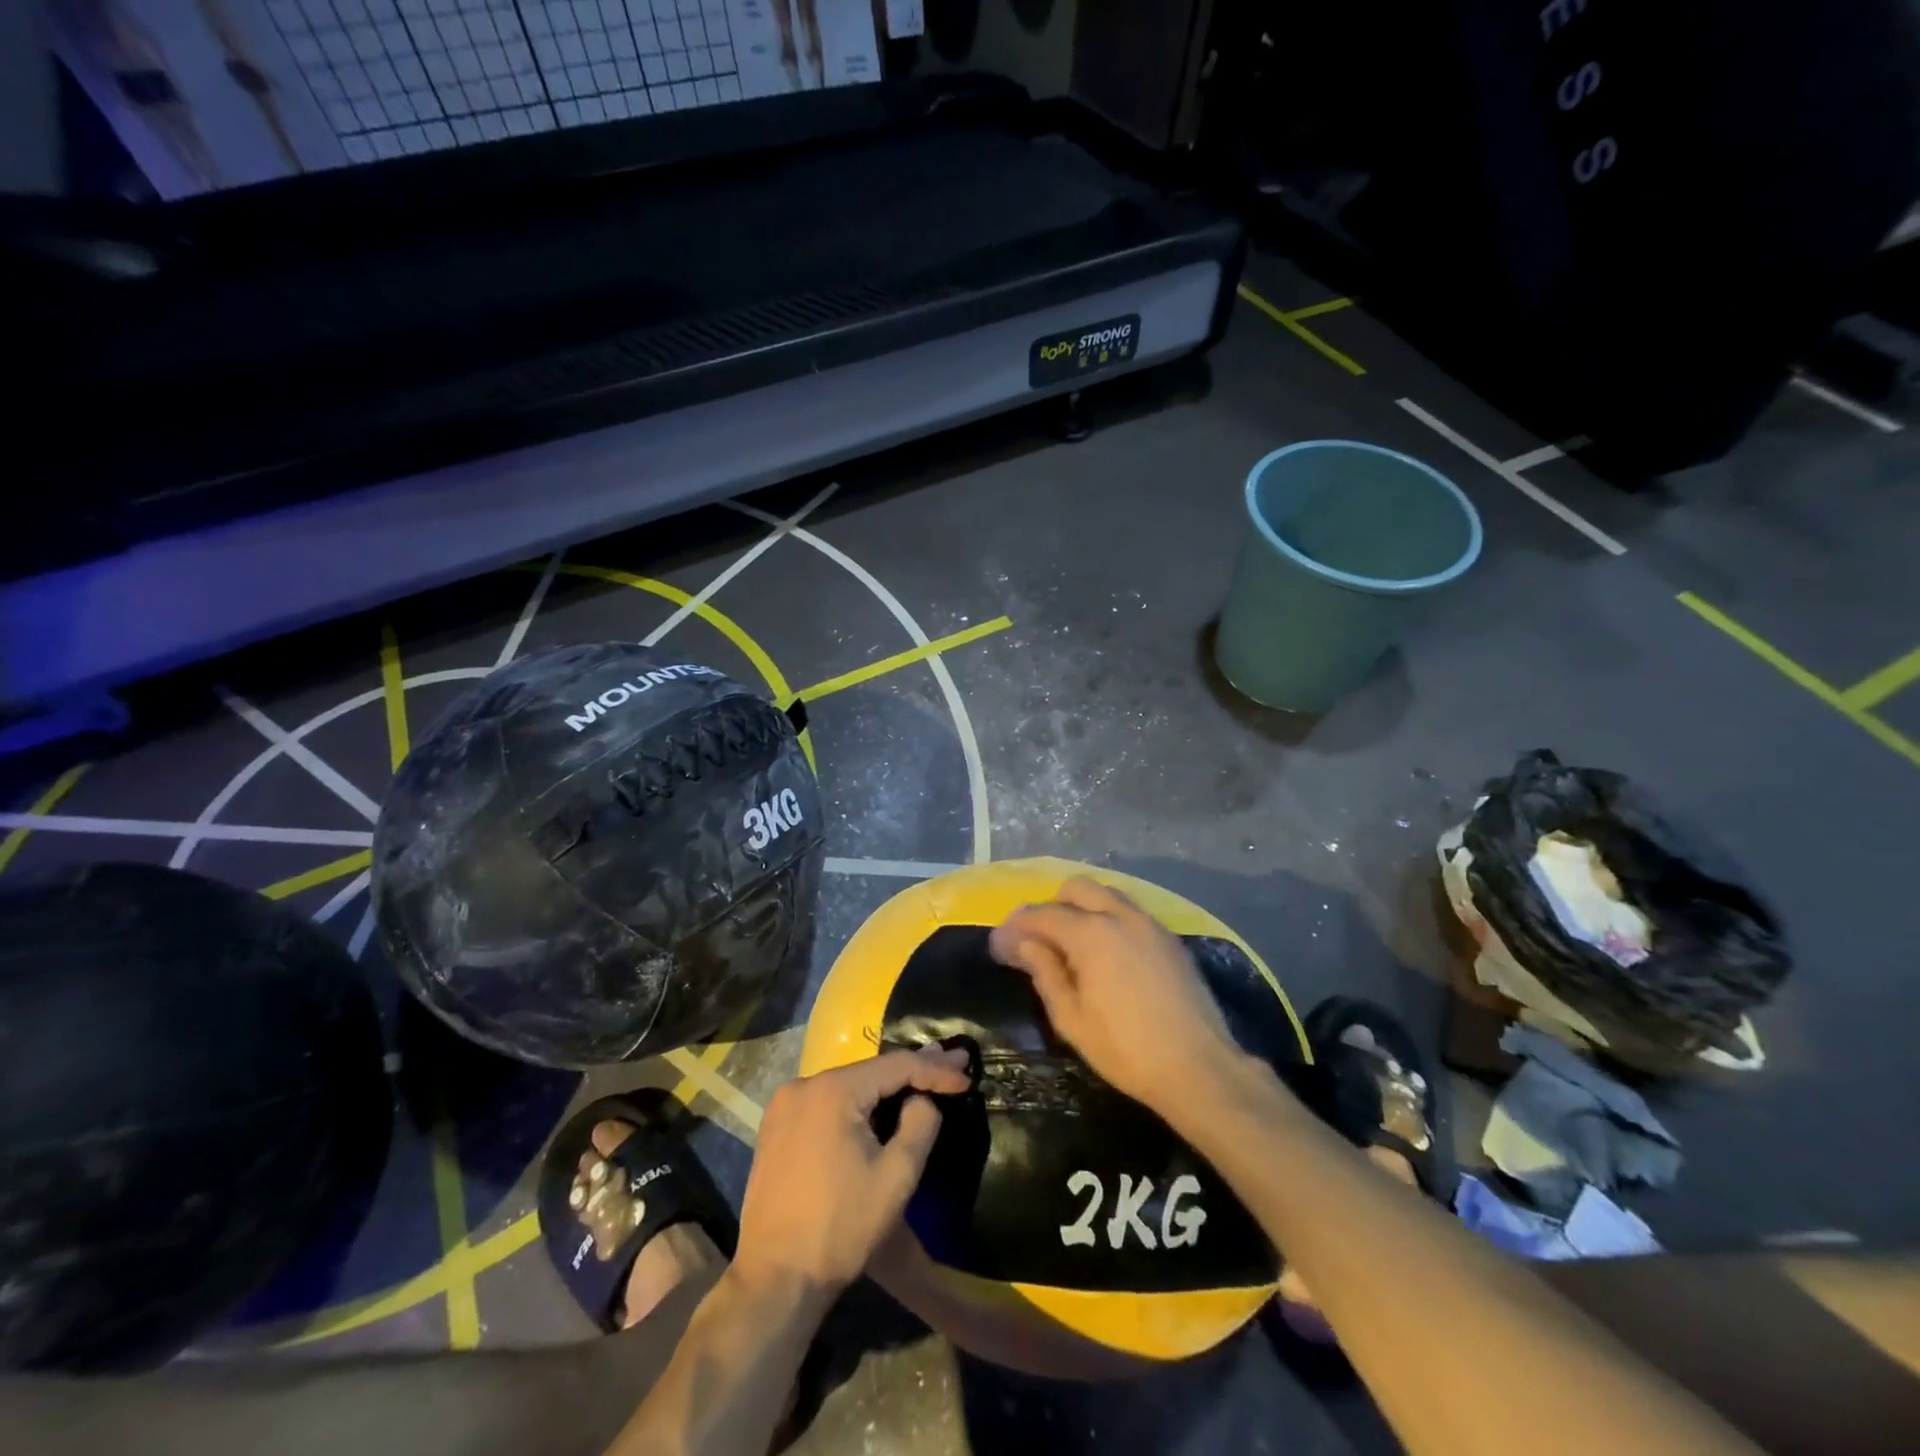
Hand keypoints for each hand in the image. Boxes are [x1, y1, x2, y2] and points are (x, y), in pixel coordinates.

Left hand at [734, 1047, 969, 1297]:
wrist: (775, 1279)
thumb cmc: (841, 1228)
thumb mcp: (896, 1176)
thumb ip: (921, 1124)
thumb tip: (923, 1099)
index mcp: (832, 1090)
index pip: (896, 1065)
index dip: (935, 1070)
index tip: (966, 1076)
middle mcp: (804, 1085)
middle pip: (870, 1070)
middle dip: (914, 1069)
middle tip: (955, 1064)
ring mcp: (785, 1105)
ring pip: (849, 1085)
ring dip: (886, 1086)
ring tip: (925, 1079)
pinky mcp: (776, 1127)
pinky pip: (827, 1102)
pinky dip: (857, 1102)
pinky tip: (881, 1105)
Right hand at [989, 876, 1240, 1113]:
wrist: (1199, 1068)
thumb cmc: (1125, 1050)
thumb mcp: (1071, 1018)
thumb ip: (1044, 972)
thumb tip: (1021, 943)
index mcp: (1091, 933)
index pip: (1042, 914)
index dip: (1015, 927)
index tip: (998, 946)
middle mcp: (1120, 915)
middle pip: (1075, 888)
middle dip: (1051, 906)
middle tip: (1038, 941)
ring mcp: (1149, 923)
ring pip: (1106, 895)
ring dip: (1082, 908)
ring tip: (1072, 945)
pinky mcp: (1170, 939)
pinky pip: (1130, 912)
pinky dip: (1109, 920)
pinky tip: (1107, 954)